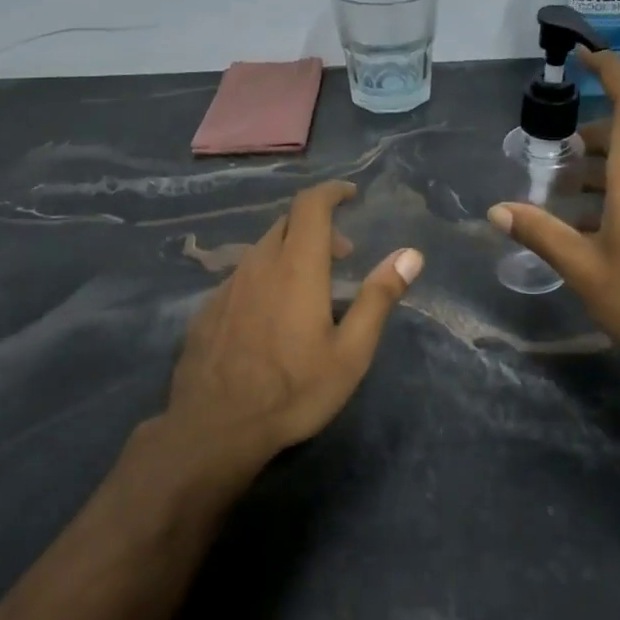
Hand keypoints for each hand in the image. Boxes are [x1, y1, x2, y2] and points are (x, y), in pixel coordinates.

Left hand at [162, 180, 421, 468]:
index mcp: (296, 267)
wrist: (215, 427)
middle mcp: (258, 265)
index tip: (350, 194)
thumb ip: (378, 298)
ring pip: (262, 250)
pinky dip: (266, 276)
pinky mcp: (208, 310)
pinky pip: (242, 276)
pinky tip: (272, 314)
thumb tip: (411, 255)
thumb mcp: (350, 351)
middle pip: (285, 224)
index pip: (310, 205)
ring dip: (290, 252)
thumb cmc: (293, 391)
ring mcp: (227, 287)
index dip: (331, 192)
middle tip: (343, 254)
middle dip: (317, 226)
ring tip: (310, 286)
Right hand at [488, 49, 619, 379]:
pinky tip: (592, 230)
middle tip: (548, 161)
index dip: (608, 70)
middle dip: (586, 140)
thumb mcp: (584, 268)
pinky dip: (616, 193)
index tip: (581, 55)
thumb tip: (497, 211)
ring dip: (598, 172)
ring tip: (560, 200)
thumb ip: (541, 233)